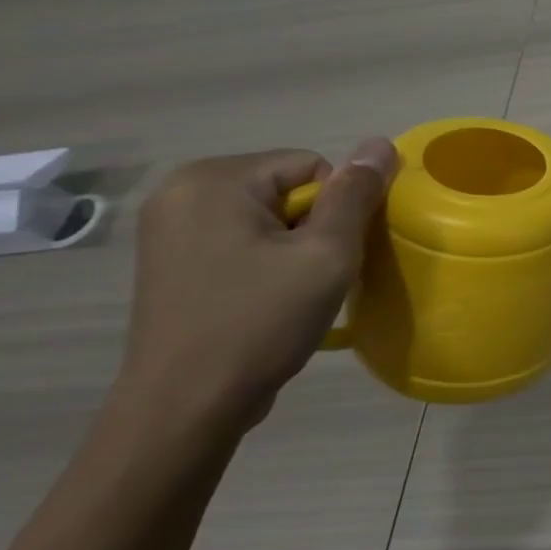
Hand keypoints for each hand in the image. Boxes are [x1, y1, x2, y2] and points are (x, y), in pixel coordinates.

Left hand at [111, 140, 398, 443]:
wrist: (185, 407)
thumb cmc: (260, 322)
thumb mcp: (326, 254)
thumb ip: (356, 195)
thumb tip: (380, 142)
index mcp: (214, 179)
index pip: (313, 166)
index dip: (336, 209)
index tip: (325, 257)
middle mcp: (182, 191)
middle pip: (288, 188)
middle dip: (313, 227)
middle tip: (312, 277)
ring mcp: (170, 227)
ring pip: (269, 216)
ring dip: (293, 247)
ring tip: (290, 292)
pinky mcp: (170, 260)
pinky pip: (241, 239)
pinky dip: (266, 262)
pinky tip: (264, 299)